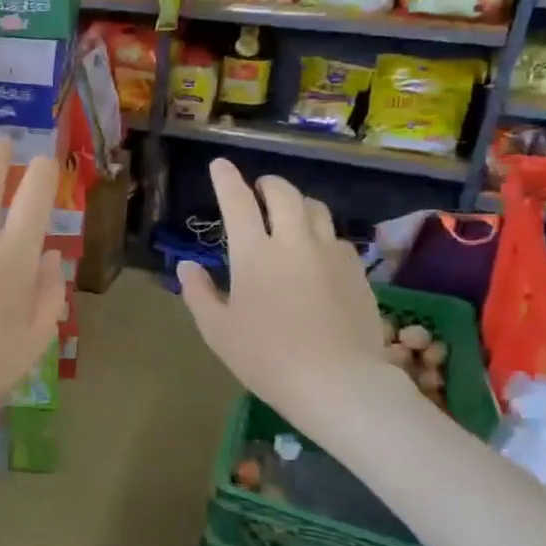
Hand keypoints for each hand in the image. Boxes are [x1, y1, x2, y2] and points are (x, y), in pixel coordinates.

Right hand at [178, 160, 403, 429]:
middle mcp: (294, 241)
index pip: (237, 201)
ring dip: (298, 203)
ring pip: (316, 209)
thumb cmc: (266, 358)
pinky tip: (317, 253)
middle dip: (267, 184)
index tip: (220, 164)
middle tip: (258, 189)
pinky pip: (337, 237)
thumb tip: (188, 266)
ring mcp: (330, 253)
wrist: (338, 381)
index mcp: (254, 254)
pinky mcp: (357, 270)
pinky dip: (321, 234)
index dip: (226, 179)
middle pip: (283, 193)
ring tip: (289, 215)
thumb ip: (199, 293)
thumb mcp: (218, 330)